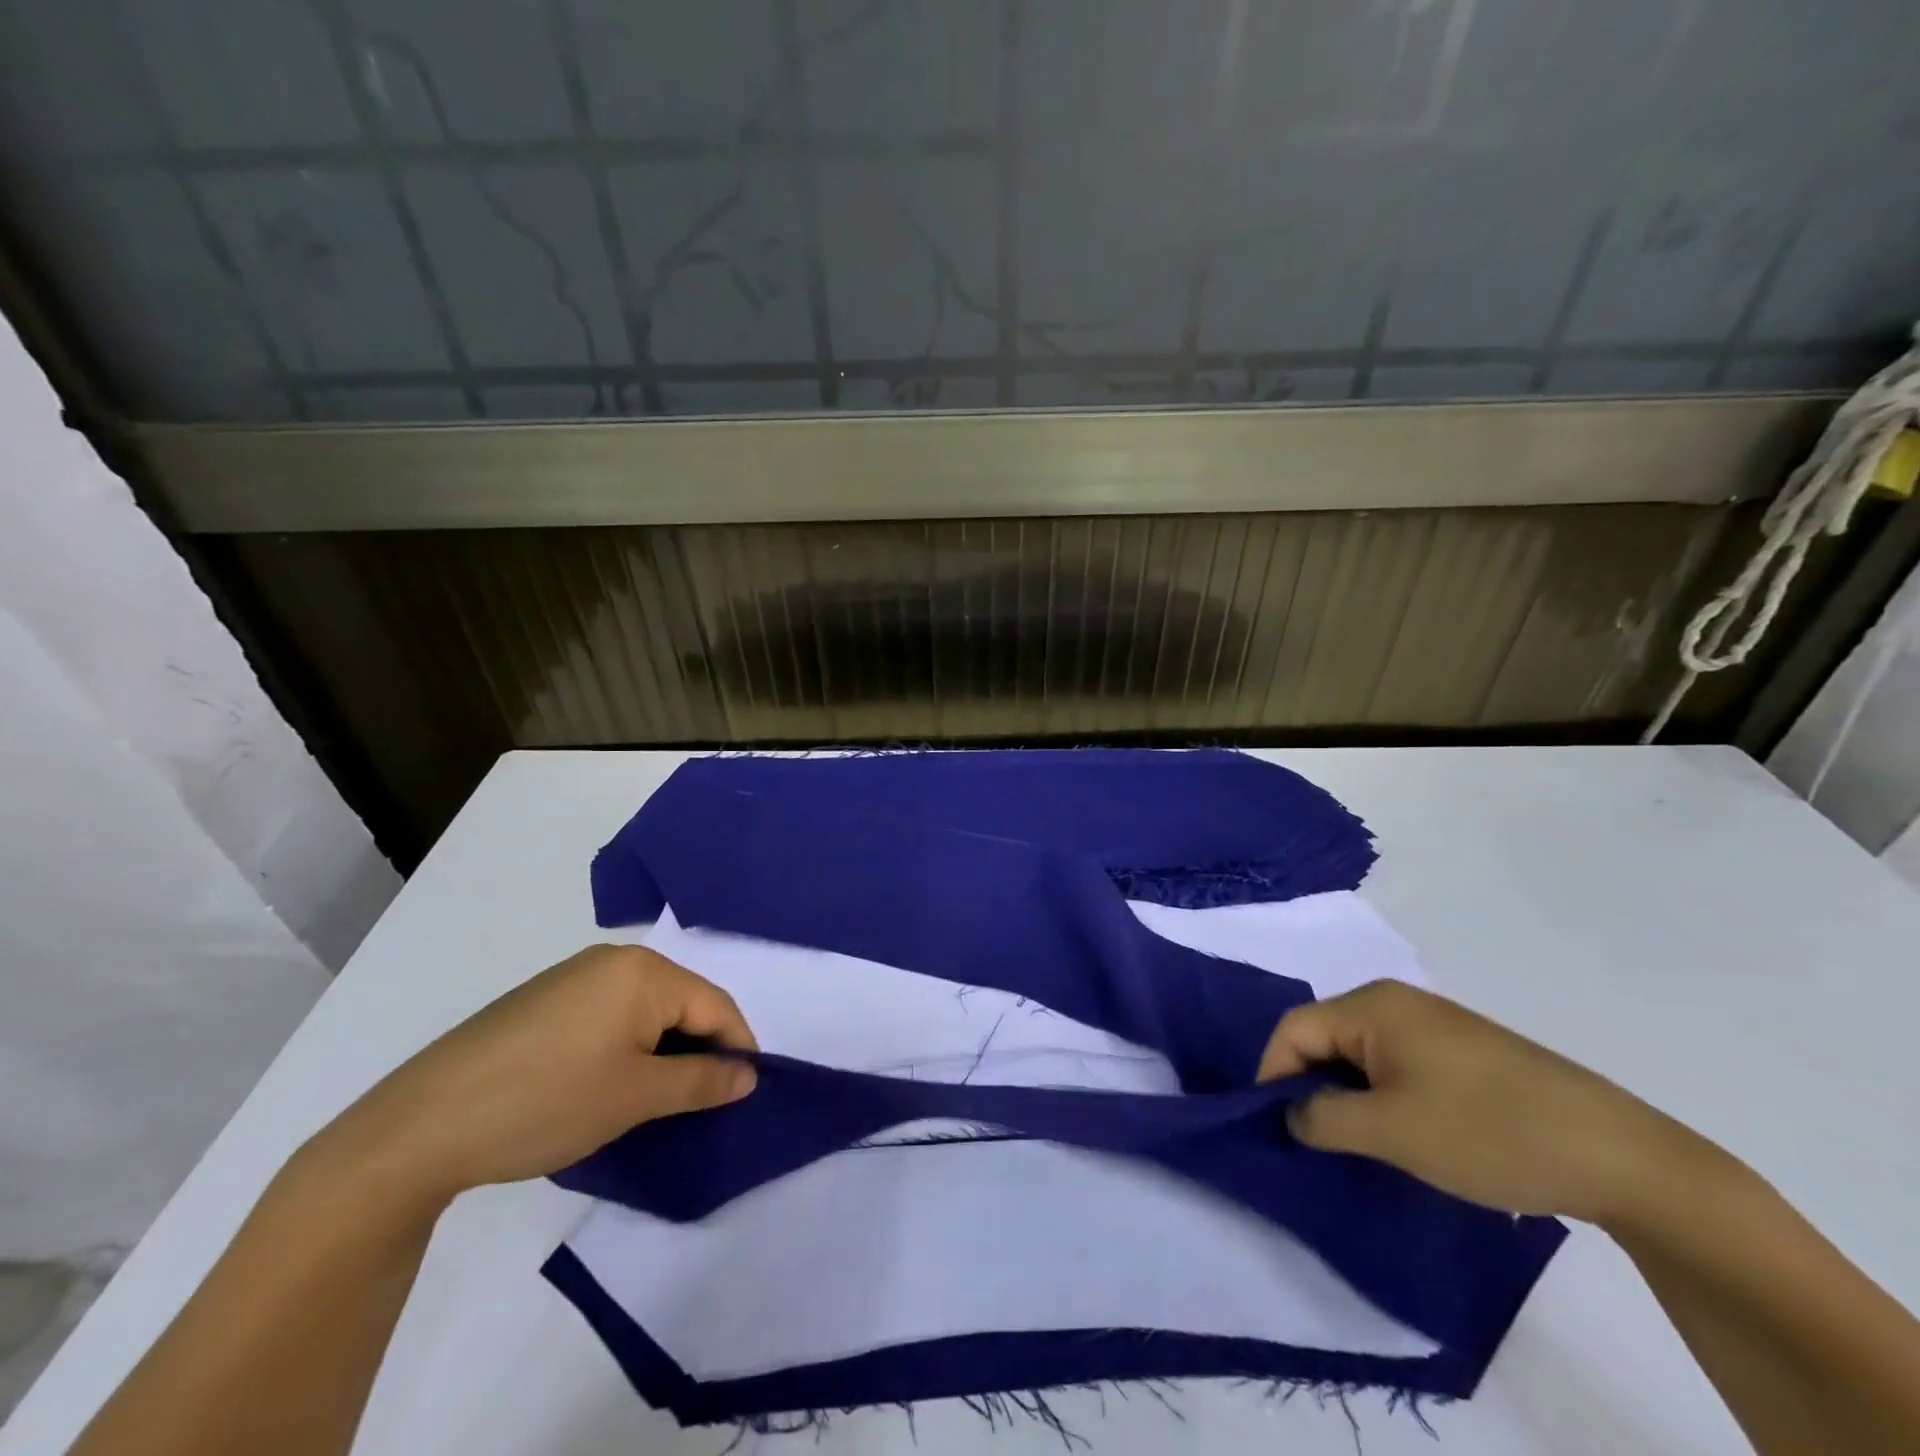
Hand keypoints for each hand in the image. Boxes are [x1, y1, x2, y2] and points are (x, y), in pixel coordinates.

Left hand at [310, 945, 756, 1209]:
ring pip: (644, 1011)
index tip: (745, 1093)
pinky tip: (606, 1084)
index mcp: (643, 971)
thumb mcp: (636, 1097)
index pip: (715, 1005)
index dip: (737, 1048)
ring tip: (655, 1099)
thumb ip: (702, 1082)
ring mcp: (573, 977)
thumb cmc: (546, 1102)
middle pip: (681, 1003)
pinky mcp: (543, 1001)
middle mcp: (613, 960)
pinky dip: (625, 1047)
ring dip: (661, 1050)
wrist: (420, 1125)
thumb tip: (748, 1075)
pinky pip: (609, 1015)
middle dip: (698, 1050)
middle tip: (700, 1102)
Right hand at [1257, 980, 1700, 1225]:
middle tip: (1312, 1140)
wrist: (1619, 1155)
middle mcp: (1396, 1001)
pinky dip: (1382, 1096)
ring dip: (1347, 1096)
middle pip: (1324, 1037)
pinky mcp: (1463, 1051)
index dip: (1272, 1075)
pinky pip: (1396, 1065)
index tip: (1272, 1127)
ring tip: (1356, 1143)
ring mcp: (1434, 1025)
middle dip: (1310, 1086)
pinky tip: (1403, 1134)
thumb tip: (1292, 1113)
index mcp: (1372, 1005)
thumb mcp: (1389, 1131)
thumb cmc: (1487, 1131)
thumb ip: (1321, 1118)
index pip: (1294, 1029)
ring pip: (1360, 1055)